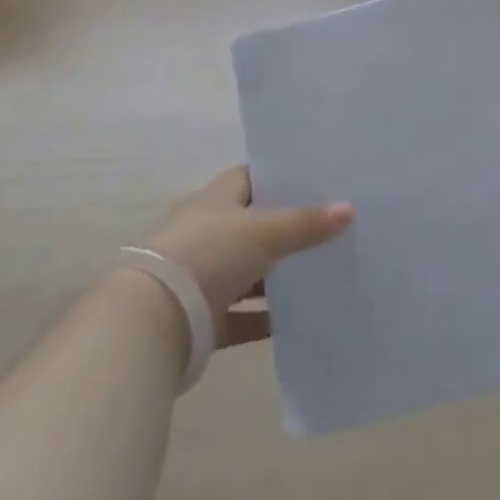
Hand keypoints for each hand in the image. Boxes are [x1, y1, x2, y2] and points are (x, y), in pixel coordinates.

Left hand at [141, 167, 353, 347]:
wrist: (150, 322)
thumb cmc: (208, 255)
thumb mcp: (263, 233)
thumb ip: (306, 223)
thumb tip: (349, 208)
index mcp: (215, 198)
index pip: (250, 177)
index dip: (280, 177)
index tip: (315, 181)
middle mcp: (205, 230)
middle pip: (251, 223)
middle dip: (285, 227)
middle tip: (328, 227)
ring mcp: (200, 274)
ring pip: (246, 269)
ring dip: (275, 275)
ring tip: (319, 271)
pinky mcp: (199, 317)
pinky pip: (239, 314)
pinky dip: (262, 317)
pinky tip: (294, 321)